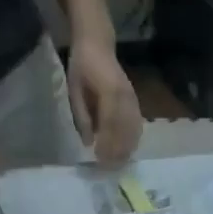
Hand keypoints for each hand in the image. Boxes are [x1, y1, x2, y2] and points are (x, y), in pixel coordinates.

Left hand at [66, 37, 141, 165]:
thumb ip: (82, 117)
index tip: (100, 160)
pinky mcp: (135, 101)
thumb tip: (88, 142)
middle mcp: (125, 97)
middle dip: (118, 151)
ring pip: (134, 130)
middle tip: (109, 169)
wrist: (97, 44)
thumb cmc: (81, 66)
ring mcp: (133, 99)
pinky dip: (134, 140)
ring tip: (119, 164)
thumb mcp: (74, 90)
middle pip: (125, 131)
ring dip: (127, 148)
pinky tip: (128, 151)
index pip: (110, 125)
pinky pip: (138, 125)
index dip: (107, 144)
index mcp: (109, 93)